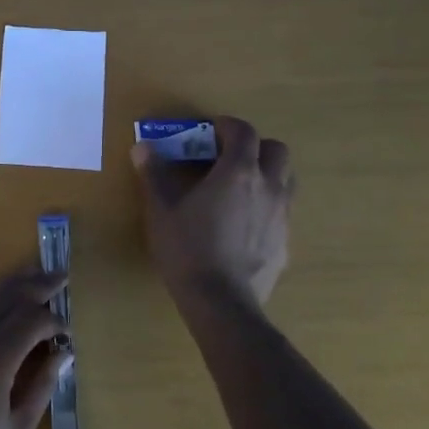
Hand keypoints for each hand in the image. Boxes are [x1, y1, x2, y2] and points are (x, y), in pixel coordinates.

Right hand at [131, 115, 293, 306]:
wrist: (221, 302)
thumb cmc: (188, 249)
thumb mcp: (161, 209)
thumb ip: (154, 173)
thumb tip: (142, 146)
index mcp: (238, 172)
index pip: (244, 132)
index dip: (228, 126)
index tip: (211, 131)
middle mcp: (268, 187)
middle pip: (276, 150)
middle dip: (255, 147)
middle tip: (229, 158)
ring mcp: (282, 216)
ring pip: (286, 180)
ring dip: (267, 174)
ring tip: (240, 189)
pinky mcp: (285, 243)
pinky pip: (282, 212)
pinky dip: (267, 207)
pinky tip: (244, 226)